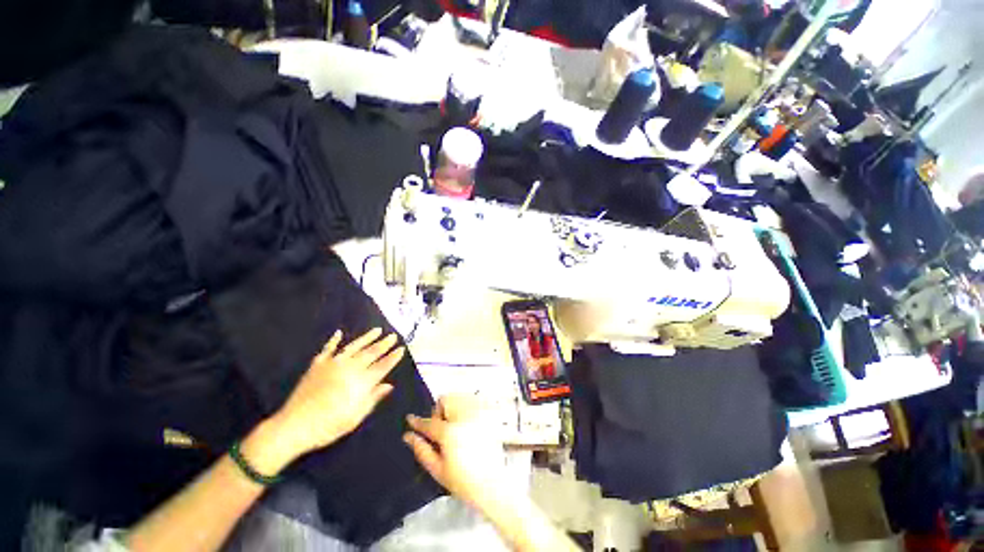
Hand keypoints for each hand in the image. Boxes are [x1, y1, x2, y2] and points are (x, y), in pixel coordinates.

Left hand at [255, 328, 405, 470]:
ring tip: (377, 330)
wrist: (294, 426)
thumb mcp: (356, 417)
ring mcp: (333, 363)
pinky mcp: (317, 364)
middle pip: (371, 353)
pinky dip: (333, 340)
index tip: (401, 348)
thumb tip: (389, 385)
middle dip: (384, 344)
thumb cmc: (329, 425)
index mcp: (361, 382)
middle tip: (393, 336)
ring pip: (354, 346)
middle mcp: (350, 368)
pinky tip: (339, 333)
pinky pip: (328, 349)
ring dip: (367, 337)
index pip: (383, 366)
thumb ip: (373, 398)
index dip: (393, 357)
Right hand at [403, 395, 512, 513]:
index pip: (429, 422)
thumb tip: (408, 435)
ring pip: (460, 397)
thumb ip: (421, 450)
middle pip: (446, 399)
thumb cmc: (462, 481)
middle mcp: (464, 417)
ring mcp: (478, 414)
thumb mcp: (437, 470)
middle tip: (441, 429)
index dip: (417, 421)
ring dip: (453, 407)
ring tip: (454, 425)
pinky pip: (473, 400)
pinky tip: (467, 422)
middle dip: (439, 412)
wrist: (492, 484)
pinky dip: (467, 406)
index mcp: (449, 433)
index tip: (410, 419)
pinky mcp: (488, 414)